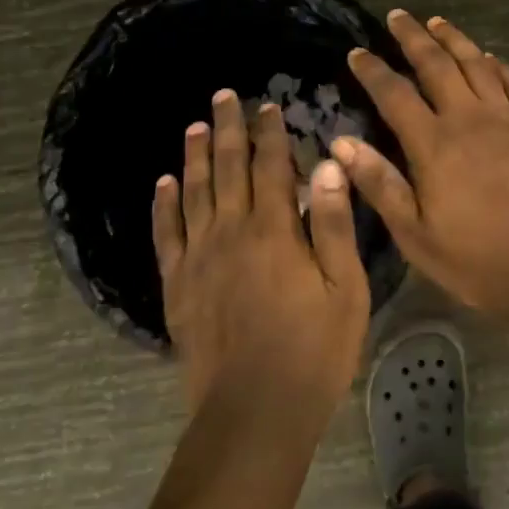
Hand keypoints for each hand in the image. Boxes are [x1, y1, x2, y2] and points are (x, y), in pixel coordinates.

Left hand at [154, 89, 370, 432]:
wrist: (254, 412)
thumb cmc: (313, 351)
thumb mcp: (344, 288)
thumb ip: (332, 224)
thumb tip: (327, 164)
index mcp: (274, 230)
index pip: (271, 166)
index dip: (270, 133)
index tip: (268, 106)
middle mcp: (231, 232)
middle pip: (228, 168)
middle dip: (228, 128)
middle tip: (223, 96)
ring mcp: (199, 257)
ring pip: (194, 192)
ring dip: (196, 156)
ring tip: (194, 126)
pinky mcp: (178, 285)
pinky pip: (166, 234)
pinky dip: (164, 204)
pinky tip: (164, 183)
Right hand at [333, 12, 508, 329]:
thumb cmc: (478, 260)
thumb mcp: (416, 234)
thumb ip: (380, 184)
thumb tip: (342, 143)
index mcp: (434, 144)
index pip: (395, 94)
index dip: (373, 70)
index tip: (357, 52)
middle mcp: (469, 119)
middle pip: (437, 64)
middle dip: (413, 37)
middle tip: (397, 16)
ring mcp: (508, 120)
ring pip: (477, 64)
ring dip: (455, 39)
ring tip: (438, 22)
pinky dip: (499, 66)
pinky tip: (491, 58)